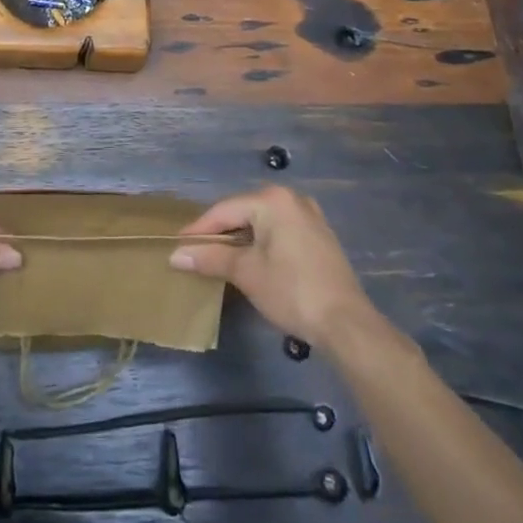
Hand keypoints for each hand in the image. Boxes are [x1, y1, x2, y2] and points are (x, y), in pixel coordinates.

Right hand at [170, 185, 377, 348]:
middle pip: (244, 212)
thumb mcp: (246, 273)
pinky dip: (263, 243)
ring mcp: (309, 216)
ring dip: (241, 239)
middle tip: (197, 252)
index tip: (178, 245)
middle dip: (221, 233)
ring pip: (263, 222)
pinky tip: (253, 261)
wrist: (347, 324)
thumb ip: (211, 258)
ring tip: (220, 258)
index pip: (224, 210)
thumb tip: (175, 255)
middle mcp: (291, 199)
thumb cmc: (291, 291)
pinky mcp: (320, 236)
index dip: (200, 229)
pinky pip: (280, 231)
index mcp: (272, 200)